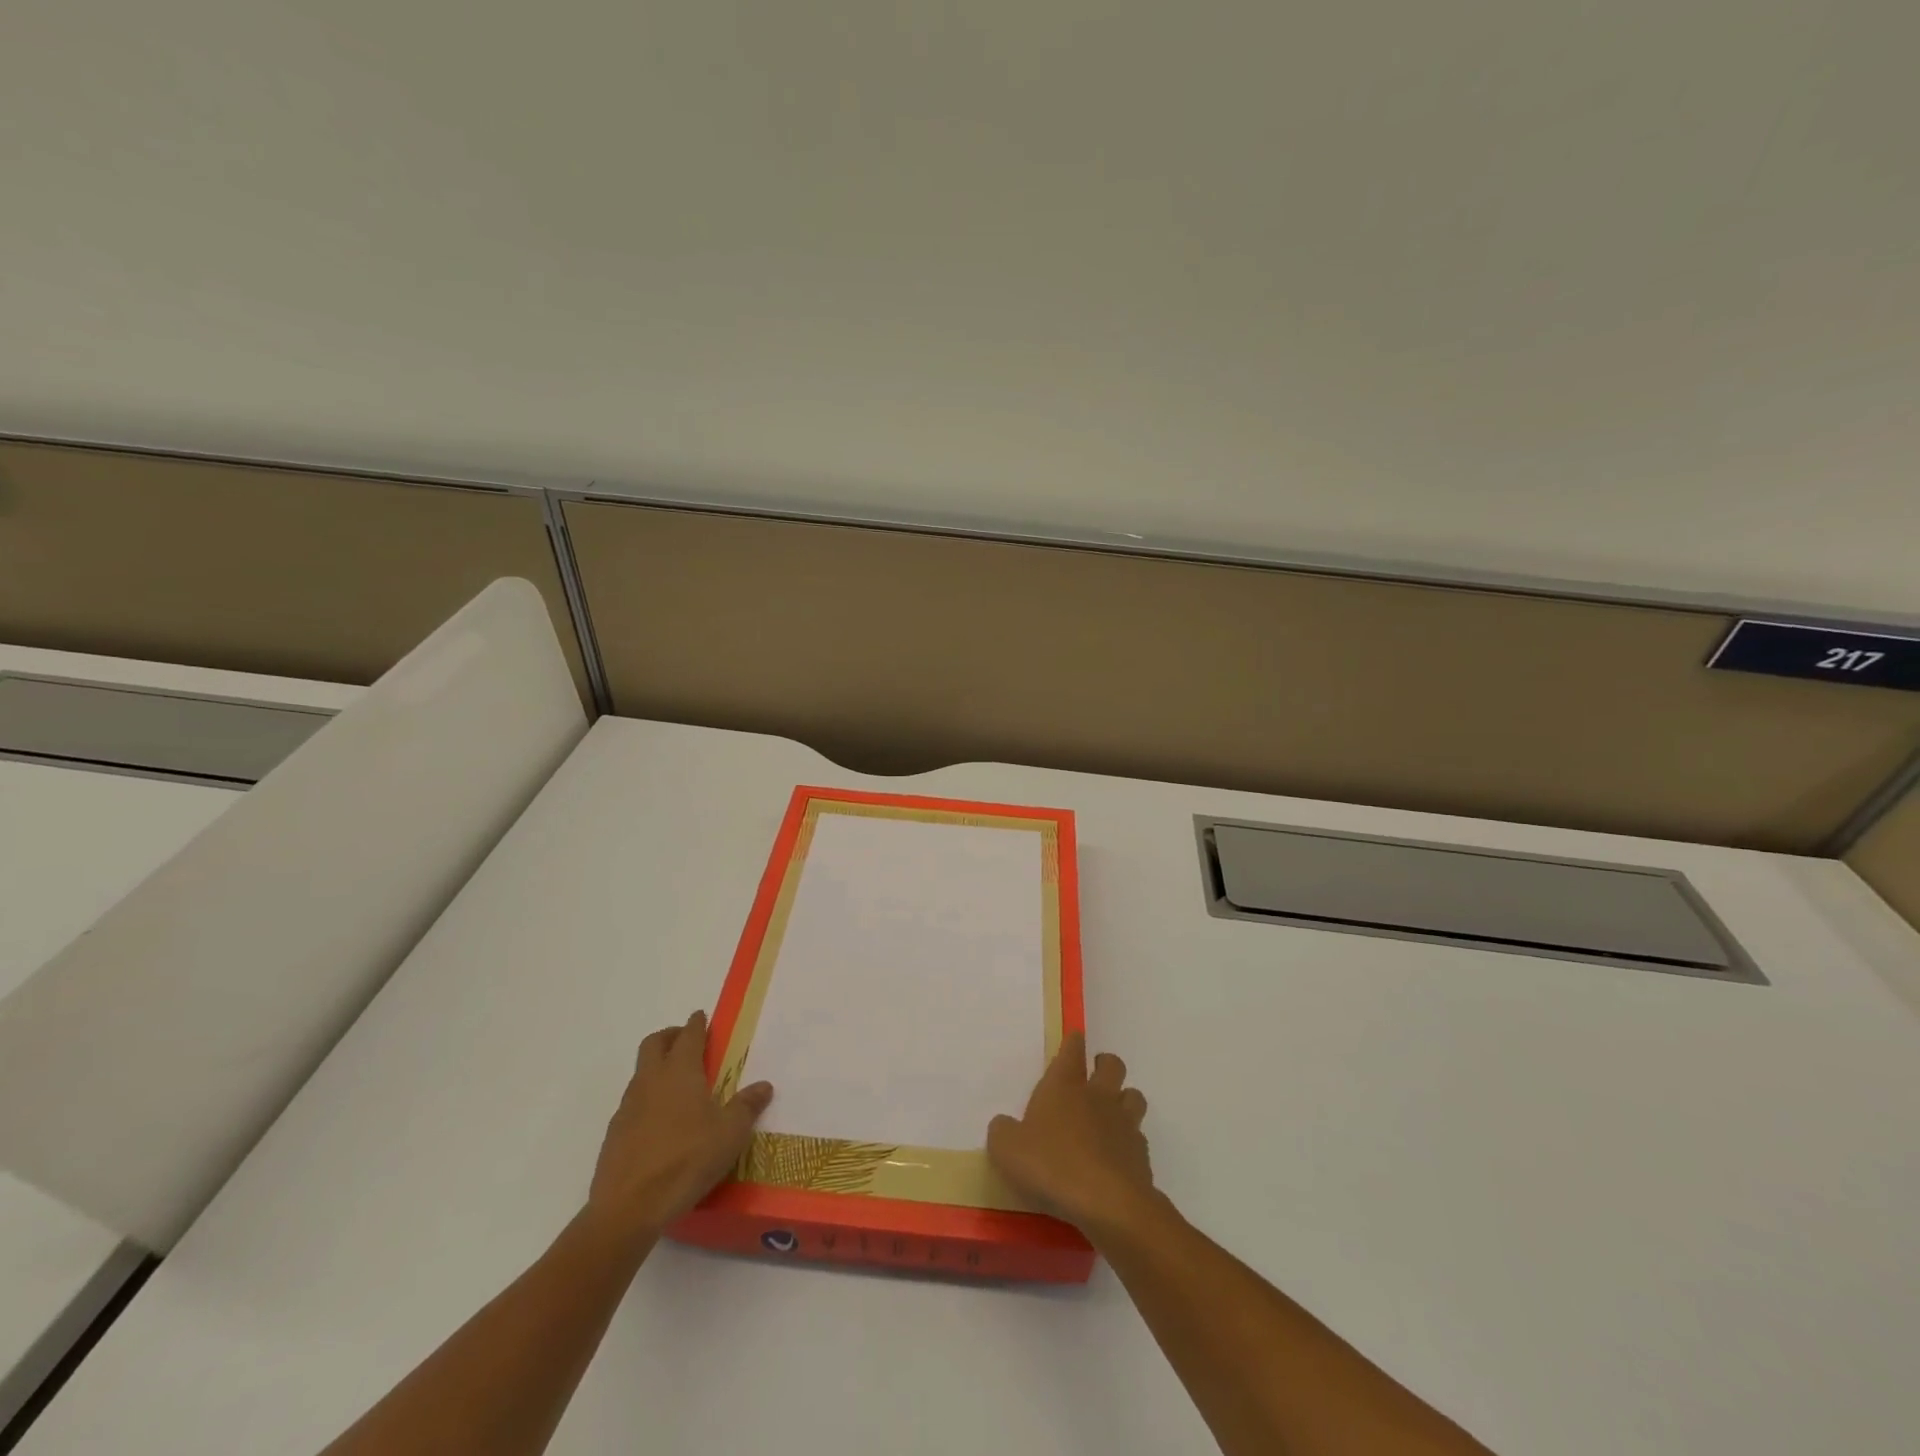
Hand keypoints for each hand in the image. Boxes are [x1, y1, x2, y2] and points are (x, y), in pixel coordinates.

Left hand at [586, 1010, 772, 1244]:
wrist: (628, 1208)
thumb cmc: (687, 1160)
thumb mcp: (730, 1134)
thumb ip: (747, 1106)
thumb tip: (764, 1086)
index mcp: (680, 1072)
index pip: (688, 1035)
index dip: (696, 1024)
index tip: (700, 1017)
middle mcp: (651, 1080)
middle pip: (654, 1043)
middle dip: (670, 1036)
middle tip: (686, 1042)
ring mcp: (628, 1107)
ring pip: (641, 1072)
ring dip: (656, 1068)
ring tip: (677, 1086)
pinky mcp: (615, 1134)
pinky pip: (632, 1103)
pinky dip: (647, 1099)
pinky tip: (660, 1123)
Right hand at [988, 1032, 1156, 1234]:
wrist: (1107, 1205)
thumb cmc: (1051, 1166)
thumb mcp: (1007, 1150)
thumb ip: (1002, 1132)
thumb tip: (1004, 1125)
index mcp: (1063, 1086)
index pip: (1072, 1050)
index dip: (1073, 1043)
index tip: (1075, 1040)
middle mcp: (1097, 1097)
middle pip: (1112, 1065)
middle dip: (1105, 1064)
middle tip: (1095, 1075)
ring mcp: (1124, 1124)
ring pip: (1133, 1096)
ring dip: (1124, 1099)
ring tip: (1112, 1114)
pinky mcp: (1141, 1155)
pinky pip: (1139, 1137)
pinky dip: (1130, 1142)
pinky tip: (1117, 1157)